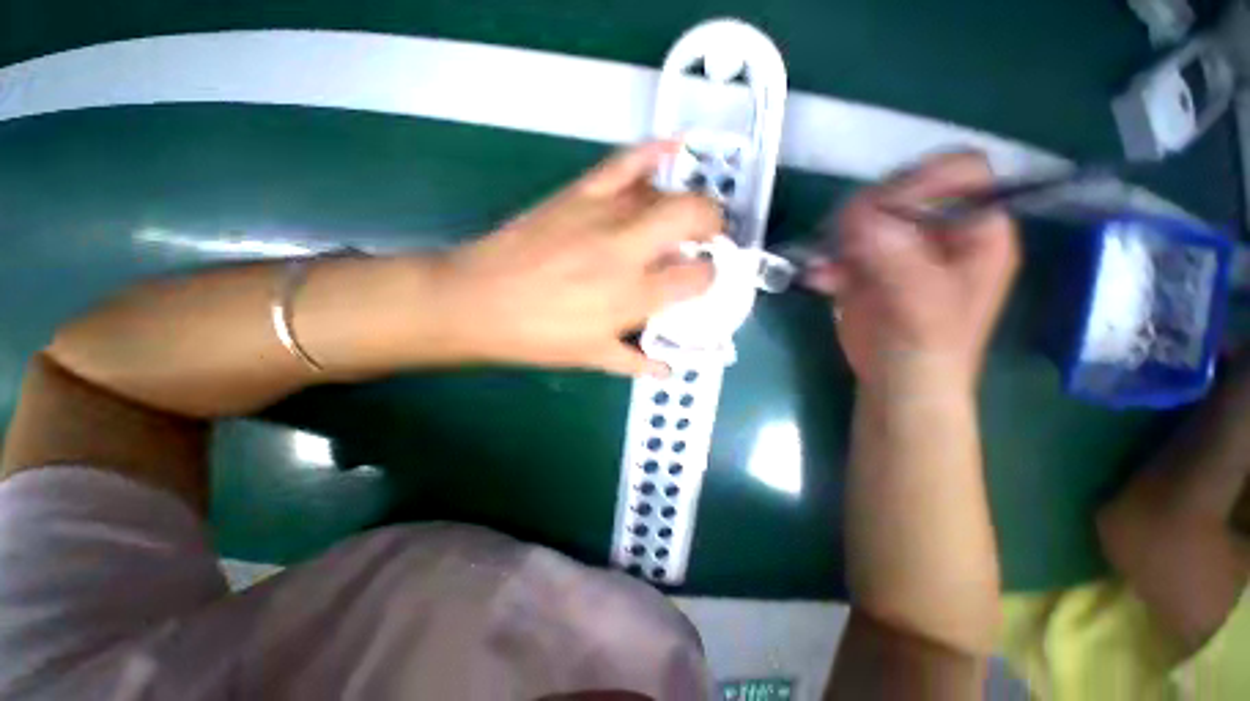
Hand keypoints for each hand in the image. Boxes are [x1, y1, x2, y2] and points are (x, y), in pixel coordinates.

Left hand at [438, 141, 720, 376]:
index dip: (709, 276)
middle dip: (713, 224)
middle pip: (693, 217)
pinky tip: (672, 149)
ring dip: (684, 203)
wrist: (478, 302)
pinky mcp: (579, 194)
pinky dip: (652, 152)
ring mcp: (603, 215)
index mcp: (634, 295)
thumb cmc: (538, 336)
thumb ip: (637, 362)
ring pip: (663, 193)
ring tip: (685, 216)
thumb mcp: (592, 358)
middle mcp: (628, 250)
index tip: (704, 278)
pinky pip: (623, 162)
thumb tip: (667, 370)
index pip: (697, 276)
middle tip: (709, 238)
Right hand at [805, 153, 1019, 390]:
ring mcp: (902, 247)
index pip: (962, 172)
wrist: (895, 382)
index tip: (883, 209)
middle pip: (906, 190)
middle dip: (872, 210)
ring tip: (831, 264)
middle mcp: (941, 231)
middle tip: (848, 240)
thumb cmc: (926, 347)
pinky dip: (827, 261)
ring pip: (868, 216)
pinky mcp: (869, 266)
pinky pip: (843, 248)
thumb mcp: (921, 300)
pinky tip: (820, 281)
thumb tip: (853, 213)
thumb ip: (893, 254)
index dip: (924, 180)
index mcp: (977, 231)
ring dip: (842, 236)